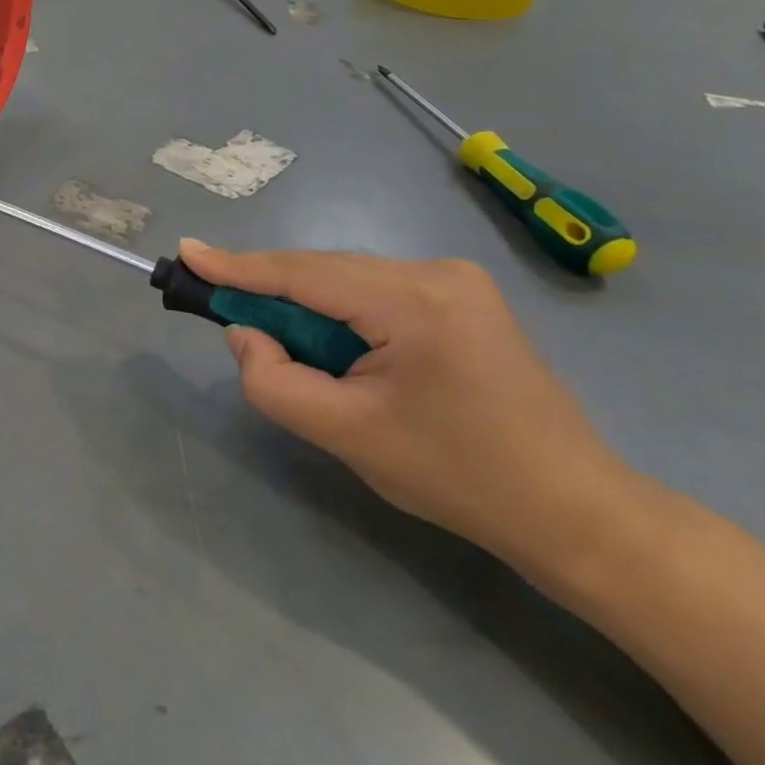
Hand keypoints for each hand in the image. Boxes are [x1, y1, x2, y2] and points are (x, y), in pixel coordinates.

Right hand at [180, 242, 642, 582]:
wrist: (576, 511)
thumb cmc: (459, 478)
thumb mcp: (348, 436)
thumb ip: (276, 382)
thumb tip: (244, 333)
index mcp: (415, 302)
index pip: (304, 273)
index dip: (239, 266)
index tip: (188, 253)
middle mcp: (436, 272)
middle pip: (325, 272)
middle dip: (273, 295)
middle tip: (223, 314)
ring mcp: (455, 279)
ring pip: (348, 281)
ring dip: (309, 310)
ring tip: (294, 354)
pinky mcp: (461, 296)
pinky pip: (375, 292)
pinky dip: (341, 315)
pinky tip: (338, 351)